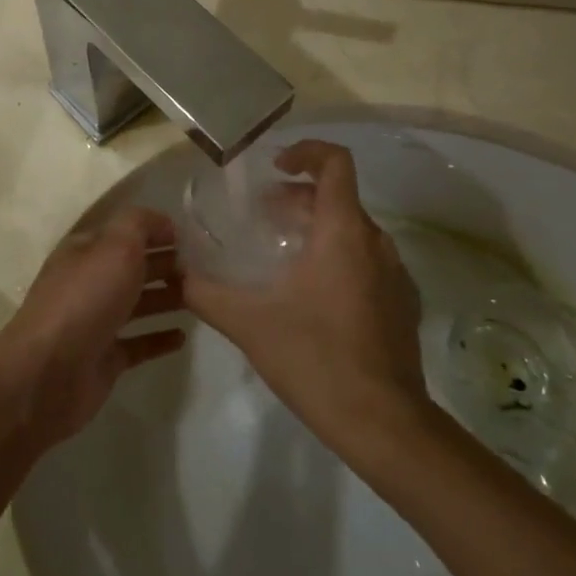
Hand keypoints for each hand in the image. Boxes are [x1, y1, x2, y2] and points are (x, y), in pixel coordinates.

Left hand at [0, 207, 185, 447]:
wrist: (48, 373)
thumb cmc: (85, 300)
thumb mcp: (115, 246)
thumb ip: (140, 224)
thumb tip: (164, 223)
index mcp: (85, 251)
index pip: (126, 232)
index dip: (157, 230)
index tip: (193, 237)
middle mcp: (89, 282)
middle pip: (134, 267)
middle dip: (167, 263)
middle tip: (206, 267)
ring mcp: (96, 322)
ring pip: (138, 303)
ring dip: (168, 297)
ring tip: (203, 296)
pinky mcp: (105, 358)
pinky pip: (138, 343)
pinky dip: (159, 337)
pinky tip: (183, 336)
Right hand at [184, 141, 428, 455]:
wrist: (384, 424)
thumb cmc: (316, 359)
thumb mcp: (249, 323)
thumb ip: (205, 292)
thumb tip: (173, 272)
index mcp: (343, 232)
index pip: (336, 163)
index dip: (306, 151)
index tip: (275, 168)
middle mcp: (376, 243)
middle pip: (338, 197)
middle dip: (298, 198)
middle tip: (263, 218)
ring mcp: (395, 274)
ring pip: (354, 230)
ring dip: (317, 229)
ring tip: (282, 256)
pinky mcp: (402, 303)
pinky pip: (368, 261)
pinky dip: (338, 257)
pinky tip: (311, 296)